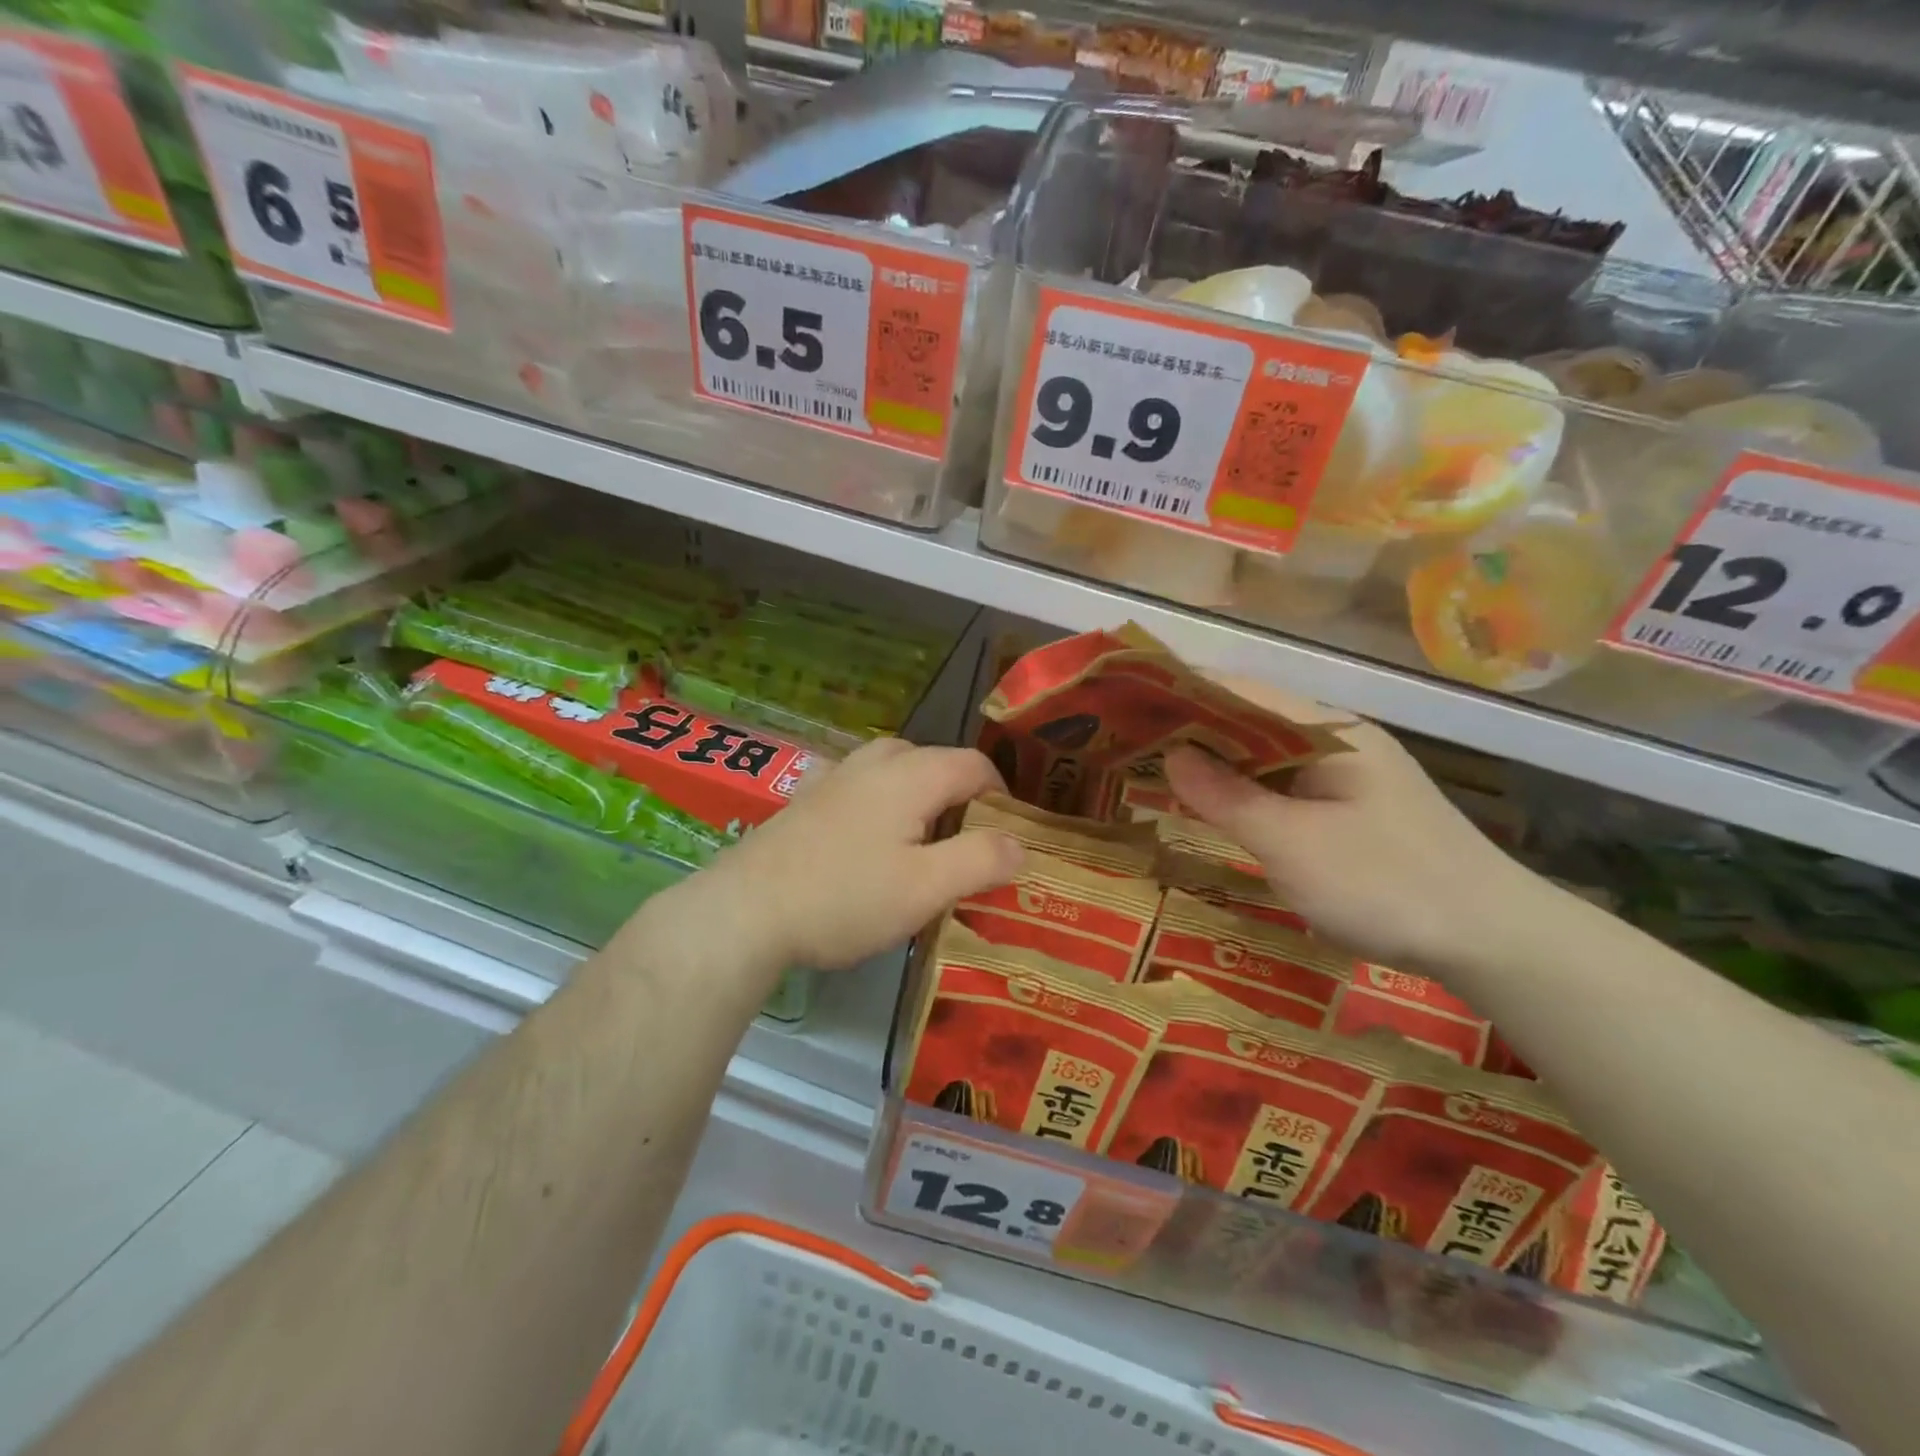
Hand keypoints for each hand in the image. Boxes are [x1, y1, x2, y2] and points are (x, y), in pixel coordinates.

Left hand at [676, 738, 1024, 973]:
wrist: (744, 912)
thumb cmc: (844, 898)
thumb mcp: (925, 889)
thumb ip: (980, 860)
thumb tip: (1020, 843)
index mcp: (912, 774)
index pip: (976, 766)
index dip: (1002, 798)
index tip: (1008, 839)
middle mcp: (875, 761)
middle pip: (936, 762)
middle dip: (961, 797)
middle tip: (968, 846)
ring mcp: (835, 776)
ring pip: (896, 771)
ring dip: (921, 798)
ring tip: (923, 844)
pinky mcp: (807, 798)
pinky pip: (862, 786)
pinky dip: (882, 804)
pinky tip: (870, 840)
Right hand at [1163, 680, 1542, 972]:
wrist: (1494, 941)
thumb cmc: (1385, 884)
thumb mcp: (1291, 843)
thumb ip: (1227, 797)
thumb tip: (1172, 755)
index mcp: (1329, 731)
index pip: (1243, 691)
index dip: (1185, 690)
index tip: (1132, 698)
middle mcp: (1340, 741)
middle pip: (1253, 719)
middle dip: (1194, 726)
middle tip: (1132, 739)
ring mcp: (1350, 776)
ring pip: (1268, 755)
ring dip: (1218, 760)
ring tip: (1158, 767)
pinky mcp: (1354, 810)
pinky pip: (1286, 785)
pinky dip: (1245, 789)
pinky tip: (1217, 805)